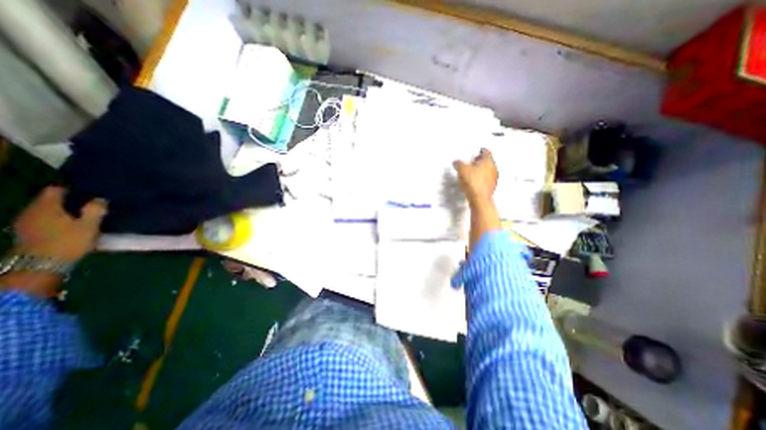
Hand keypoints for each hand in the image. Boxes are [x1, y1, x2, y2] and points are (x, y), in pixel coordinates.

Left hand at [11, 187, 107, 262]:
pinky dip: (55, 220)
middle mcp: (31, 210)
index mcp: (47, 206)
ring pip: (45, 211)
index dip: (72, 189)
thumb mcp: (89, 225)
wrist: (40, 264)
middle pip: (49, 200)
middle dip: (68, 201)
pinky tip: (67, 226)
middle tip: (89, 204)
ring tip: (81, 216)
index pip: (55, 189)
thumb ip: (95, 210)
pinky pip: (42, 220)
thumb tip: (99, 199)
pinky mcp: (26, 233)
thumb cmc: (68, 241)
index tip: (88, 192)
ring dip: (61, 212)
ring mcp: (25, 222)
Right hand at [450, 148, 500, 203]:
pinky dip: (479, 180)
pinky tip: (471, 183)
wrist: (479, 199)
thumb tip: (456, 163)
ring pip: (486, 171)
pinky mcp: (490, 188)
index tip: (476, 152)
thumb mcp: (462, 169)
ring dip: (478, 171)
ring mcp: (493, 179)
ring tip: (469, 174)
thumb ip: (458, 164)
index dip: (479, 151)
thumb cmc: (473, 182)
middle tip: (471, 163)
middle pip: (486, 162)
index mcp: (488, 161)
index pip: (486, 152)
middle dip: (478, 162)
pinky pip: (484, 181)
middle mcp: (493, 169)